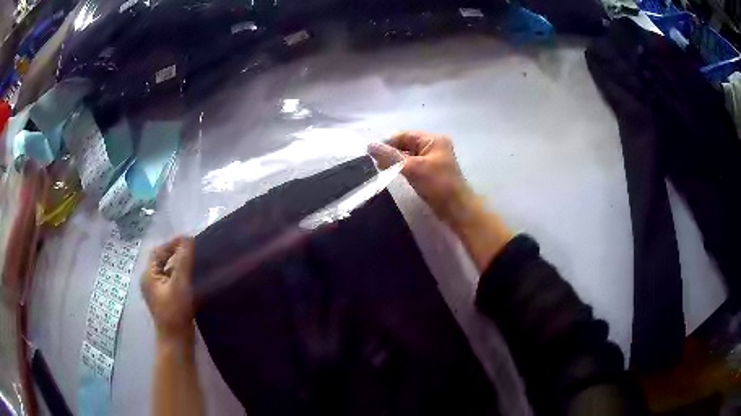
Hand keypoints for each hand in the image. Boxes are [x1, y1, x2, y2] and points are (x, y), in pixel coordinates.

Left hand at [141, 236, 195, 343]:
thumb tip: (188, 239)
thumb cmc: (175, 312)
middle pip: (162, 260)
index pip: (158, 251)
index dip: (172, 243)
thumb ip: (183, 261)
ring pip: (168, 270)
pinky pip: (172, 280)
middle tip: (193, 249)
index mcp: (148, 275)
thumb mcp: (179, 284)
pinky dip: (181, 275)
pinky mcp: (165, 299)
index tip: (189, 240)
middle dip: (176, 253)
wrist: (176, 340)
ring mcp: (157, 291)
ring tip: (195, 261)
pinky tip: (193, 277)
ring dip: (179, 264)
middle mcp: (150, 281)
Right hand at [369, 131, 511, 270]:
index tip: (371, 155)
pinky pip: (413, 165)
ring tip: (382, 170)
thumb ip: (390, 156)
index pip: (404, 135)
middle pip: (406, 144)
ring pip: (408, 156)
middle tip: (375, 165)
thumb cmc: (438, 185)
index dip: (387, 143)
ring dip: (396, 162)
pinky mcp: (431, 172)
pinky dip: (403, 169)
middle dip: (391, 153)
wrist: (457, 209)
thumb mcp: (412, 168)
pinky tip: (393, 175)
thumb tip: (369, 146)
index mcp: (433, 139)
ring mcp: (433, 159)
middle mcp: (434, 146)